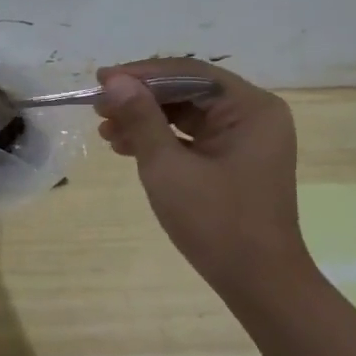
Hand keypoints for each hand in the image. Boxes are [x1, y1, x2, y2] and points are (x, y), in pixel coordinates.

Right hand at [94, 60, 317, 303]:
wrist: (258, 282)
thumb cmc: (215, 222)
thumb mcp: (168, 167)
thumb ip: (141, 118)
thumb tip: (113, 80)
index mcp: (250, 108)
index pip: (189, 73)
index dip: (141, 74)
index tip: (100, 80)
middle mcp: (254, 115)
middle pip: (188, 91)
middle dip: (141, 98)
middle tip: (98, 107)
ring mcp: (247, 139)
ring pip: (187, 113)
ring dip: (146, 119)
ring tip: (105, 131)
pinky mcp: (236, 160)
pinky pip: (193, 136)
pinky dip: (161, 138)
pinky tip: (126, 147)